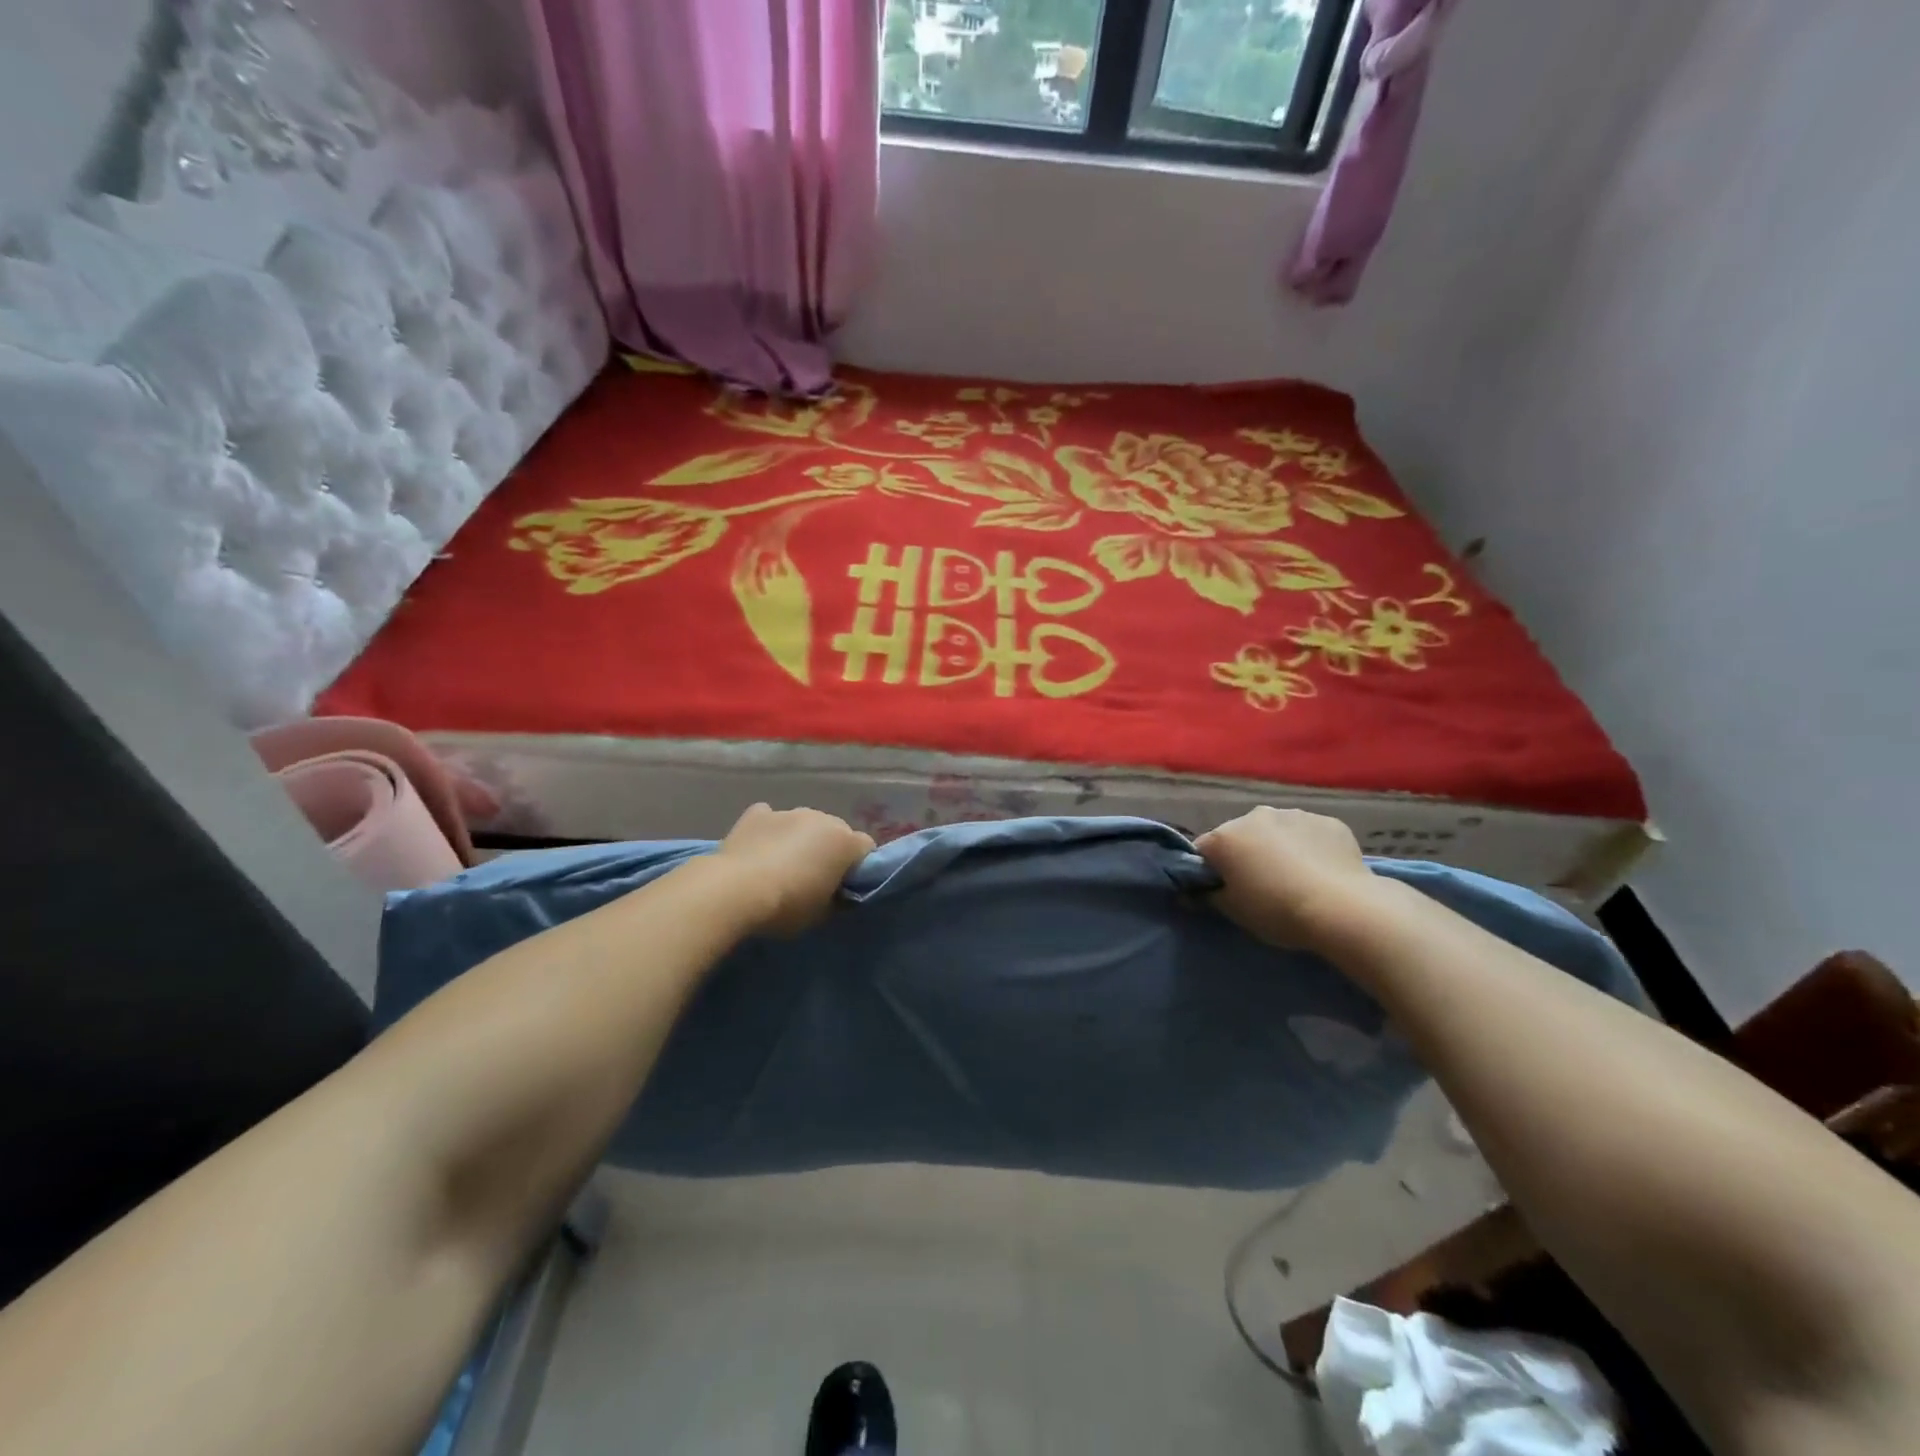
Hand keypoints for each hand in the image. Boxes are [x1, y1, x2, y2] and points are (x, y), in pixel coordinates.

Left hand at [713, 803, 875, 936]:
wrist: (734, 891)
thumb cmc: (787, 906)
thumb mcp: (822, 914)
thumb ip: (837, 899)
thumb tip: (837, 894)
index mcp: (845, 841)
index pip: (866, 848)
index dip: (858, 868)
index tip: (844, 887)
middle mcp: (821, 818)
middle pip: (836, 831)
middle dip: (830, 850)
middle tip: (814, 878)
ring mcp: (788, 812)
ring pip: (805, 824)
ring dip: (801, 839)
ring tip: (781, 865)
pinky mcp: (757, 814)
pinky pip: (771, 818)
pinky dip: (770, 830)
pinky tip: (759, 849)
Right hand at [1194, 807, 1382, 951]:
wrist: (1342, 908)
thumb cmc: (1276, 910)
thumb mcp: (1233, 911)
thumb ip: (1208, 897)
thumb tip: (1193, 893)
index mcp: (1225, 837)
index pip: (1203, 850)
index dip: (1209, 871)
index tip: (1222, 890)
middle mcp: (1255, 816)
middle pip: (1241, 836)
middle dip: (1246, 855)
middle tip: (1261, 886)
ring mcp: (1294, 814)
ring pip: (1277, 831)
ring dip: (1278, 848)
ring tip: (1296, 879)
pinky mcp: (1328, 822)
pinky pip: (1310, 834)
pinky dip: (1310, 848)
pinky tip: (1322, 872)